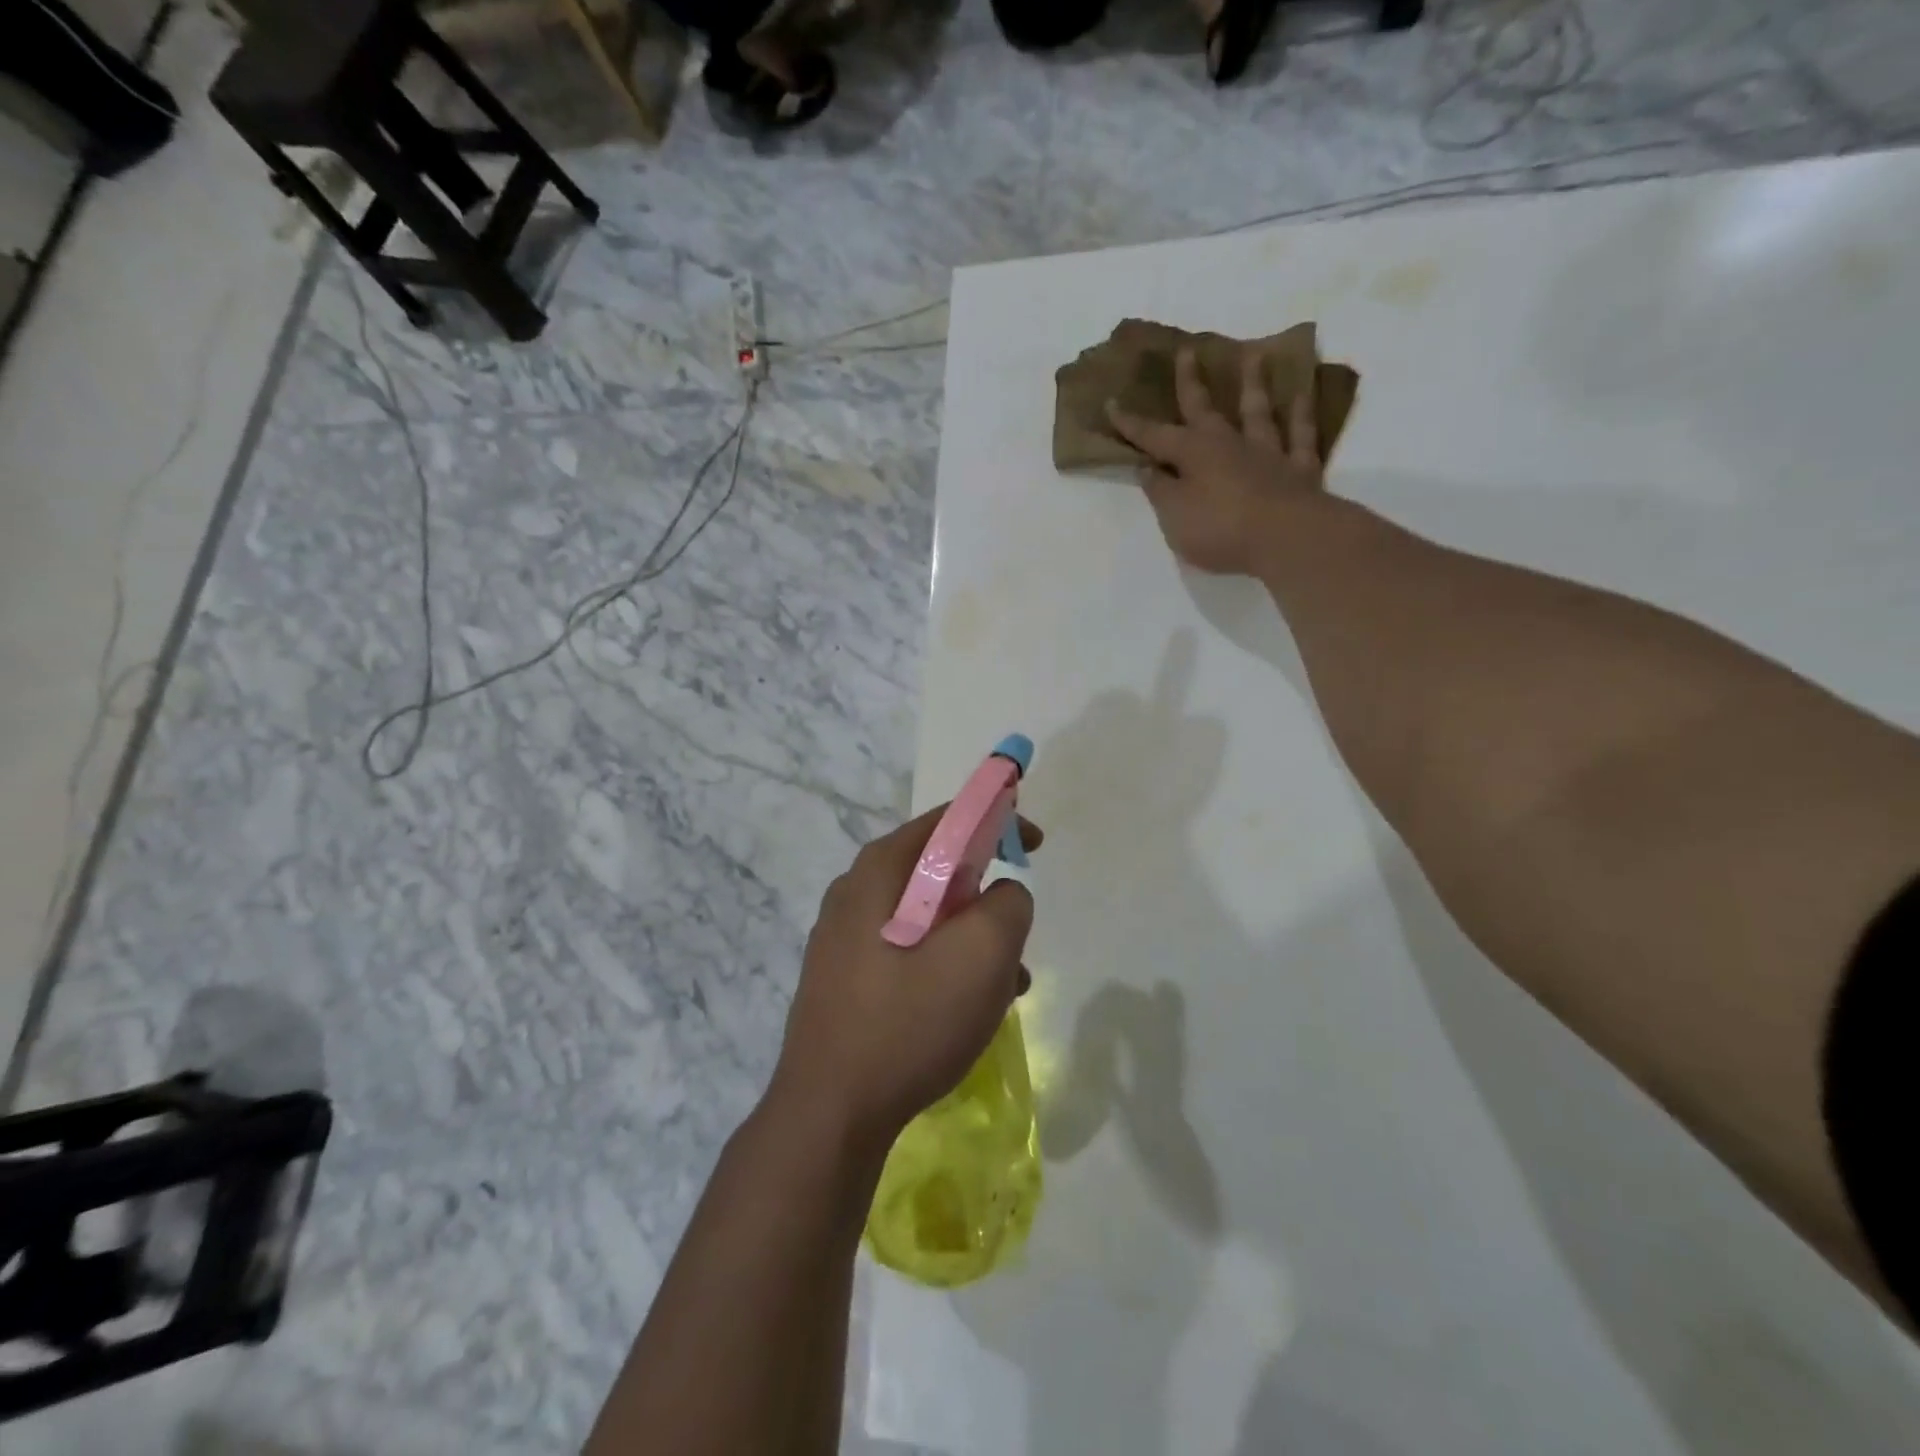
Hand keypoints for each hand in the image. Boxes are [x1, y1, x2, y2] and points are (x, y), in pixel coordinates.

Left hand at [768, 807, 1041, 1150]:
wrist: (829, 1115)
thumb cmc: (908, 1023)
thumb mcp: (982, 955)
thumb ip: (1008, 904)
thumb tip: (1003, 895)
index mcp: (880, 870)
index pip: (947, 820)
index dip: (997, 820)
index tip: (1033, 845)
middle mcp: (854, 892)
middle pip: (936, 870)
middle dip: (985, 896)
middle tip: (1015, 932)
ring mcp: (842, 938)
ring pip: (926, 917)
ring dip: (970, 940)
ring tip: (1004, 987)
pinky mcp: (843, 979)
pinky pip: (906, 952)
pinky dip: (943, 966)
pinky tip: (965, 1011)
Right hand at [1106, 346, 1324, 576]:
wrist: (1286, 538)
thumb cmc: (1220, 529)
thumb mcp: (1174, 516)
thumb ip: (1160, 491)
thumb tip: (1148, 469)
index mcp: (1193, 454)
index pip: (1154, 436)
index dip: (1132, 424)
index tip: (1112, 403)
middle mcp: (1229, 443)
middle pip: (1205, 409)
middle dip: (1191, 382)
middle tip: (1187, 351)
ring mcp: (1268, 453)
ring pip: (1258, 411)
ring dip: (1254, 384)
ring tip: (1254, 355)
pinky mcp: (1300, 469)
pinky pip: (1301, 435)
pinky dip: (1301, 415)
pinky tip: (1301, 395)